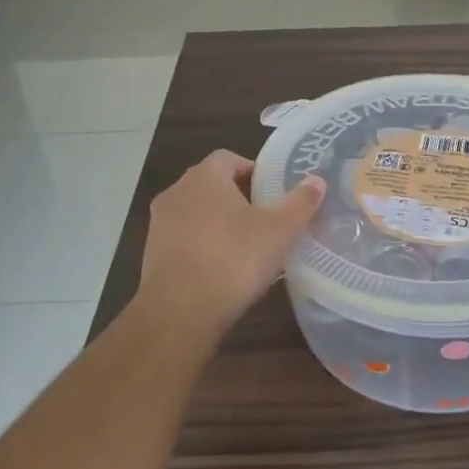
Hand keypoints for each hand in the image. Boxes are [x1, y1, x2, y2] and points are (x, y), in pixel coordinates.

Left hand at [136, 150, 324, 339]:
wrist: (180, 310)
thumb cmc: (235, 259)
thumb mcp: (280, 230)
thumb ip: (300, 202)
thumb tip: (316, 180)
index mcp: (205, 177)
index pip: (228, 158)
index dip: (252, 170)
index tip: (272, 191)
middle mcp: (177, 192)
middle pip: (211, 184)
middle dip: (237, 196)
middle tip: (264, 217)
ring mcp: (160, 224)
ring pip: (196, 213)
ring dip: (218, 222)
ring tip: (246, 245)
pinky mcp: (151, 254)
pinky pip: (184, 239)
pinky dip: (202, 245)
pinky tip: (222, 268)